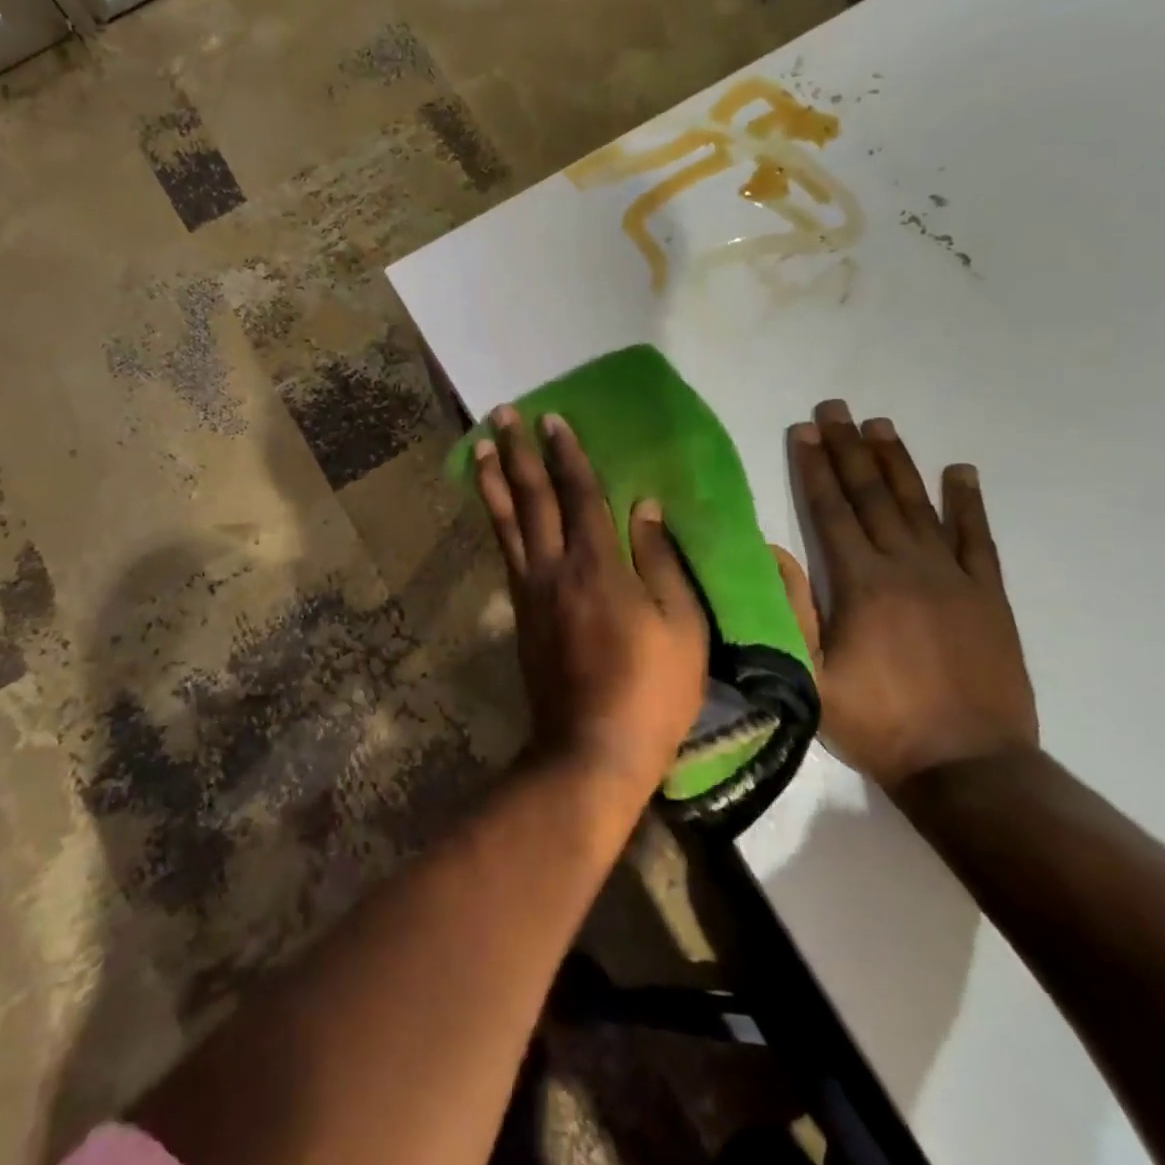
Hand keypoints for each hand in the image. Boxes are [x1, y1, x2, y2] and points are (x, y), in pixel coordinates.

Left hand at [474, 407, 708, 797]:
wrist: (590, 749)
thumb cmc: (651, 690)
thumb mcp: (681, 626)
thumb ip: (661, 561)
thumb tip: (646, 507)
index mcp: (597, 565)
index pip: (579, 494)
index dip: (566, 454)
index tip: (551, 419)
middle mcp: (554, 567)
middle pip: (533, 498)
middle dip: (519, 452)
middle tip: (502, 415)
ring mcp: (530, 590)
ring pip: (507, 522)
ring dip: (495, 480)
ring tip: (483, 447)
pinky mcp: (520, 613)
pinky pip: (506, 552)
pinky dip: (498, 522)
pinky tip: (495, 509)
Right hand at [786, 399, 1037, 792]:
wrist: (969, 767)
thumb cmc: (877, 723)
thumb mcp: (810, 677)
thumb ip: (791, 611)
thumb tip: (773, 550)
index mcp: (862, 583)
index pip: (831, 511)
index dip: (815, 468)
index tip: (805, 430)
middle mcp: (908, 566)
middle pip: (872, 496)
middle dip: (849, 449)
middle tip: (836, 408)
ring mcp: (954, 578)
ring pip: (920, 506)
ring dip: (897, 463)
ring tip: (880, 425)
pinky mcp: (989, 596)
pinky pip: (978, 539)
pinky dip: (968, 503)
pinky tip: (960, 472)